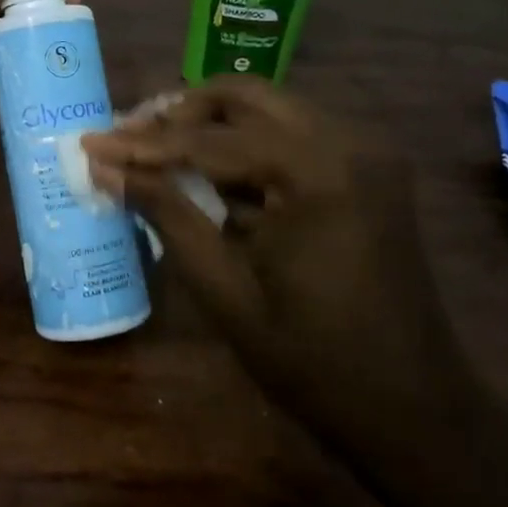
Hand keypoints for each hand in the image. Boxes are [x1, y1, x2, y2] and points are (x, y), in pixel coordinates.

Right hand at [81, 77, 483, 460]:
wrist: (415, 410)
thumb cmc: (312, 360)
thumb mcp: (224, 288)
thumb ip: (165, 213)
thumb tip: (106, 167)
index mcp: (315, 171)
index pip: (209, 139)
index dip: (143, 143)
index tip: (91, 141)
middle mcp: (347, 140)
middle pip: (243, 96)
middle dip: (179, 114)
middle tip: (128, 140)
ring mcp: (365, 150)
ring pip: (269, 108)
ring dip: (211, 124)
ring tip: (156, 152)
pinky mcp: (368, 168)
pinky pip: (293, 134)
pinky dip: (246, 145)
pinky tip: (209, 174)